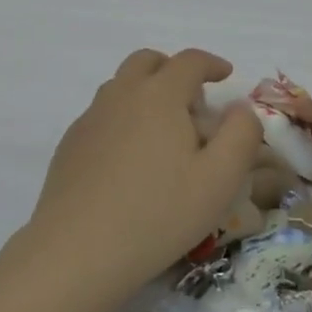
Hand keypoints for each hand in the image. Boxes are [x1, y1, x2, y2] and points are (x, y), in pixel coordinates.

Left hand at [23, 49, 262, 308]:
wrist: (78, 250)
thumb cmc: (158, 214)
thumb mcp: (219, 180)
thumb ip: (241, 135)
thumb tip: (241, 108)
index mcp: (159, 95)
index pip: (189, 61)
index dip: (212, 63)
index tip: (226, 75)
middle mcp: (121, 94)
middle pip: (147, 61)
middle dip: (173, 70)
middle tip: (192, 100)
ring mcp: (91, 117)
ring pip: (121, 85)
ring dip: (146, 92)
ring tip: (164, 131)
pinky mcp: (70, 143)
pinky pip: (102, 114)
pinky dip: (123, 118)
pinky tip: (131, 159)